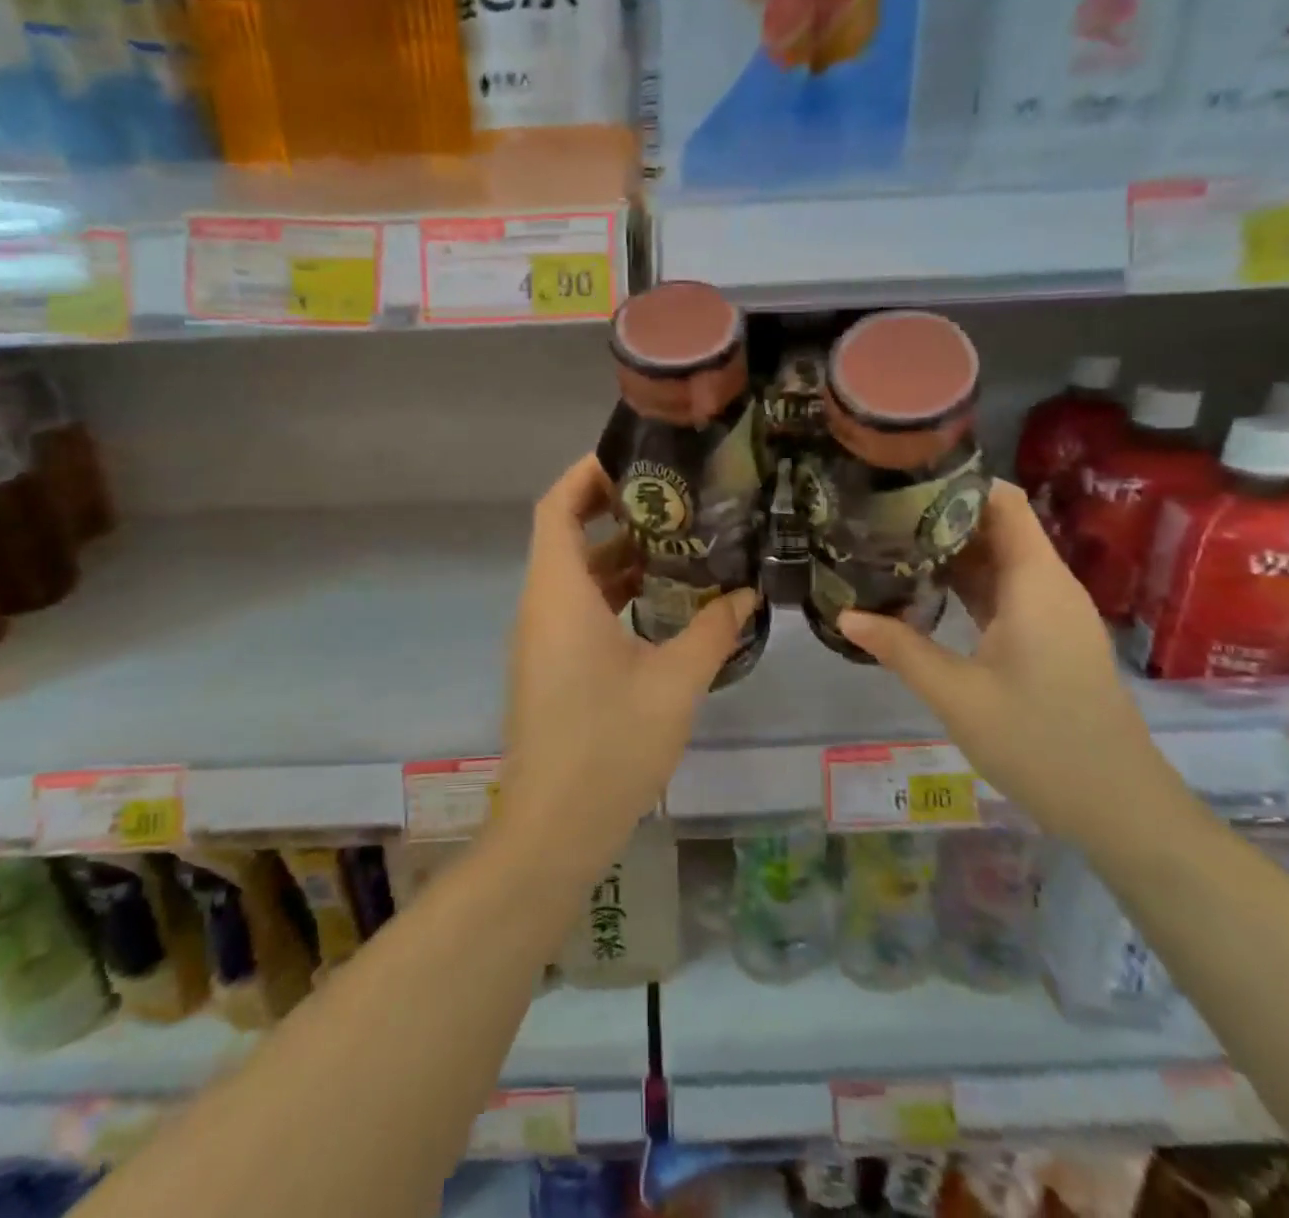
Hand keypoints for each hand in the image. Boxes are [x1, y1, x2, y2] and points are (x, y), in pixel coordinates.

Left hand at [497, 455, 757, 882]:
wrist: (554, 830)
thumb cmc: (609, 746)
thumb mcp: (673, 683)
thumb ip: (712, 631)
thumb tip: (746, 595)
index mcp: (559, 594)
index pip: (557, 507)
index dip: (587, 474)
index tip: (636, 459)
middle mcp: (542, 606)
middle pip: (567, 535)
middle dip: (616, 511)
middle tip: (676, 497)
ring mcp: (543, 638)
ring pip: (576, 576)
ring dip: (620, 556)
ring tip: (683, 540)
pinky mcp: (552, 666)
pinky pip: (579, 609)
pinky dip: (615, 593)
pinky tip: (665, 600)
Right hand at [839, 481, 1193, 853]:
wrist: (1119, 808)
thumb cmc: (1040, 743)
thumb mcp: (957, 695)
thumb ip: (900, 649)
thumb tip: (845, 615)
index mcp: (1035, 583)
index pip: (1003, 502)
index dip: (958, 483)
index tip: (902, 481)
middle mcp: (1048, 586)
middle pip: (997, 527)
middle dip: (941, 516)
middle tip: (878, 514)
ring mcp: (1051, 614)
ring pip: (999, 561)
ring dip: (950, 552)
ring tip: (888, 545)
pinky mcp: (1049, 638)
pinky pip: (1004, 592)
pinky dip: (966, 584)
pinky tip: (923, 592)